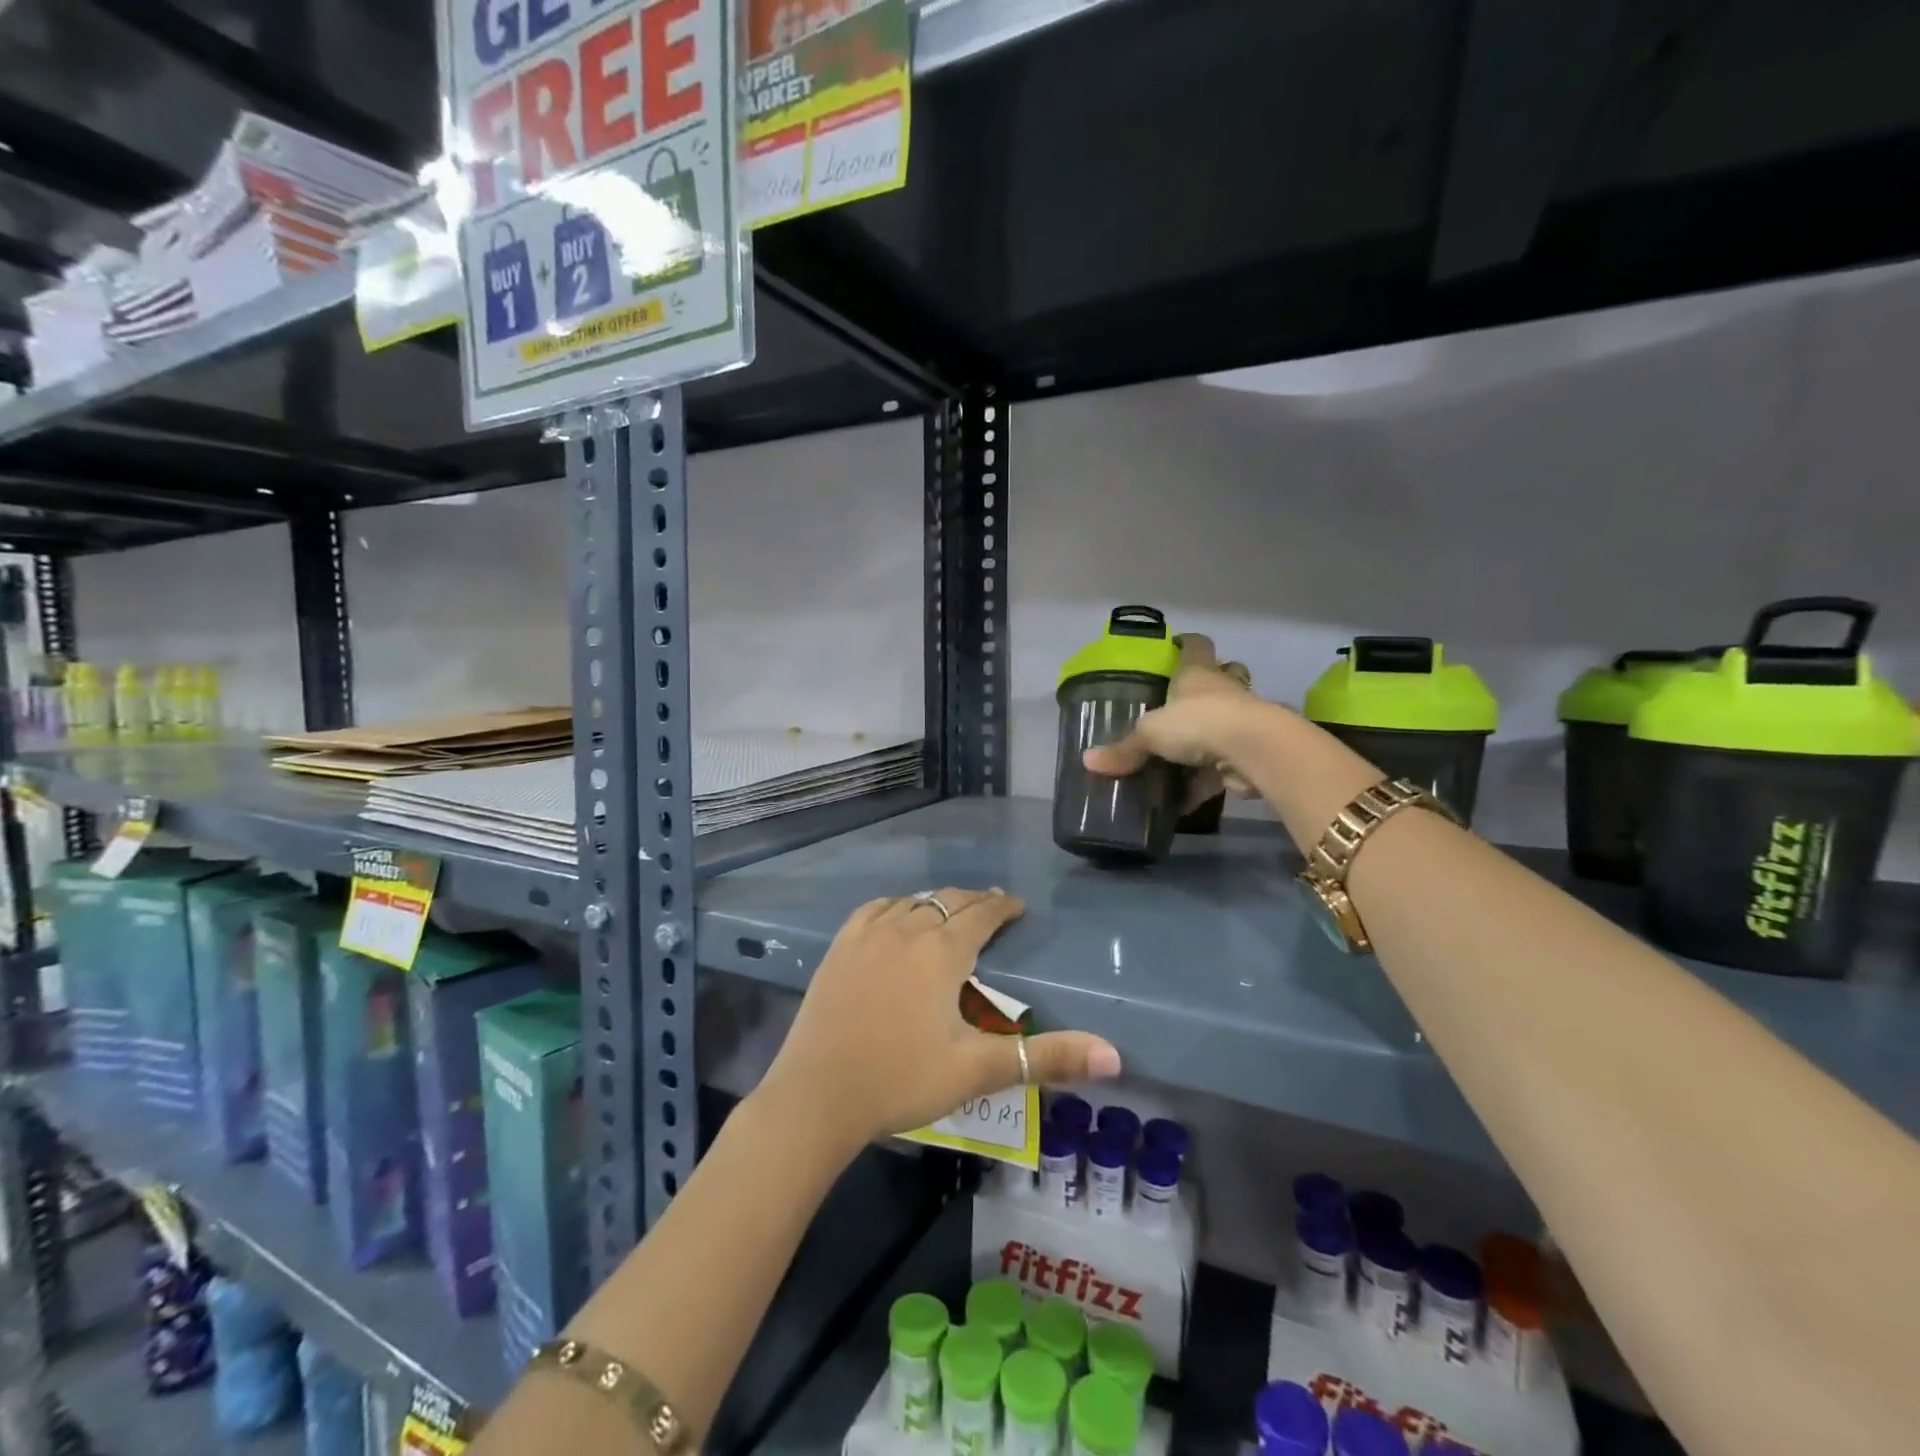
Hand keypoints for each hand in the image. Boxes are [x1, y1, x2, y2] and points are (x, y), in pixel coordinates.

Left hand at [757, 888, 1121, 1149]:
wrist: (816, 1095)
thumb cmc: (900, 1081)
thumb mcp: (977, 1071)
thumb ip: (1046, 1059)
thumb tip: (1113, 1056)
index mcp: (941, 952)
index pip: (980, 913)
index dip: (1002, 906)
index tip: (1016, 905)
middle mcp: (906, 929)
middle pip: (947, 901)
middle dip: (973, 902)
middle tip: (990, 907)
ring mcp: (867, 935)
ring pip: (911, 901)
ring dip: (936, 903)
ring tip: (949, 912)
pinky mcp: (839, 947)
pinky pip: (875, 909)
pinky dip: (896, 907)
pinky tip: (896, 917)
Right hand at [1089, 633, 1261, 802]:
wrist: (1253, 750)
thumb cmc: (1198, 723)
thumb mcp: (1150, 734)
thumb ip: (1124, 749)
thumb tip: (1087, 761)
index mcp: (1197, 674)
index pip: (1195, 645)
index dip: (1186, 643)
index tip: (1177, 645)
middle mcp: (1224, 689)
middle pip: (1225, 674)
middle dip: (1213, 682)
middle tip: (1188, 699)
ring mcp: (1244, 718)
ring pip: (1232, 715)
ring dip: (1216, 729)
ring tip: (1189, 748)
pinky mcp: (1253, 749)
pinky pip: (1229, 760)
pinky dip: (1212, 776)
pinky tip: (1190, 795)